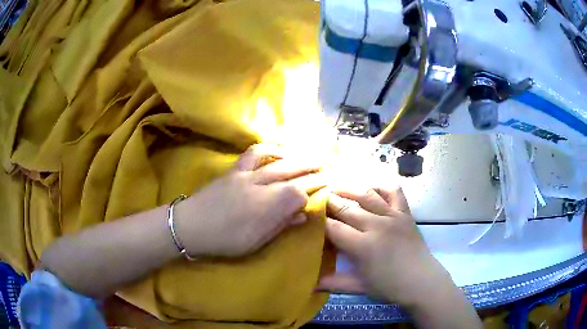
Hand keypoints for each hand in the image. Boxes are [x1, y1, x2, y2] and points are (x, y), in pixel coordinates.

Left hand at [175, 144, 325, 256]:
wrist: (190, 225)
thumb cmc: (225, 239)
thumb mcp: (256, 241)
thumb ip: (281, 225)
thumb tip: (303, 214)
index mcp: (267, 207)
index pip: (299, 193)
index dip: (314, 190)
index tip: (326, 188)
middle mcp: (260, 186)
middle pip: (292, 173)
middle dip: (312, 169)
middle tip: (327, 166)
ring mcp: (246, 175)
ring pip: (277, 161)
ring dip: (296, 156)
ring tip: (308, 156)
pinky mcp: (234, 170)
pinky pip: (254, 153)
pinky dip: (269, 149)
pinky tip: (278, 151)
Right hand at [318, 186, 453, 306]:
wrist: (422, 281)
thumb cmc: (389, 286)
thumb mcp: (359, 286)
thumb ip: (333, 282)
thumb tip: (309, 284)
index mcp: (363, 246)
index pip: (334, 228)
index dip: (319, 221)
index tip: (309, 215)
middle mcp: (377, 226)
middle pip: (347, 208)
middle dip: (329, 202)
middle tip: (317, 198)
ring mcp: (393, 216)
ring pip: (367, 195)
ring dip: (349, 189)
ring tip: (336, 188)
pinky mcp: (405, 213)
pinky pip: (393, 192)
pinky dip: (381, 187)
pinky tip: (371, 190)